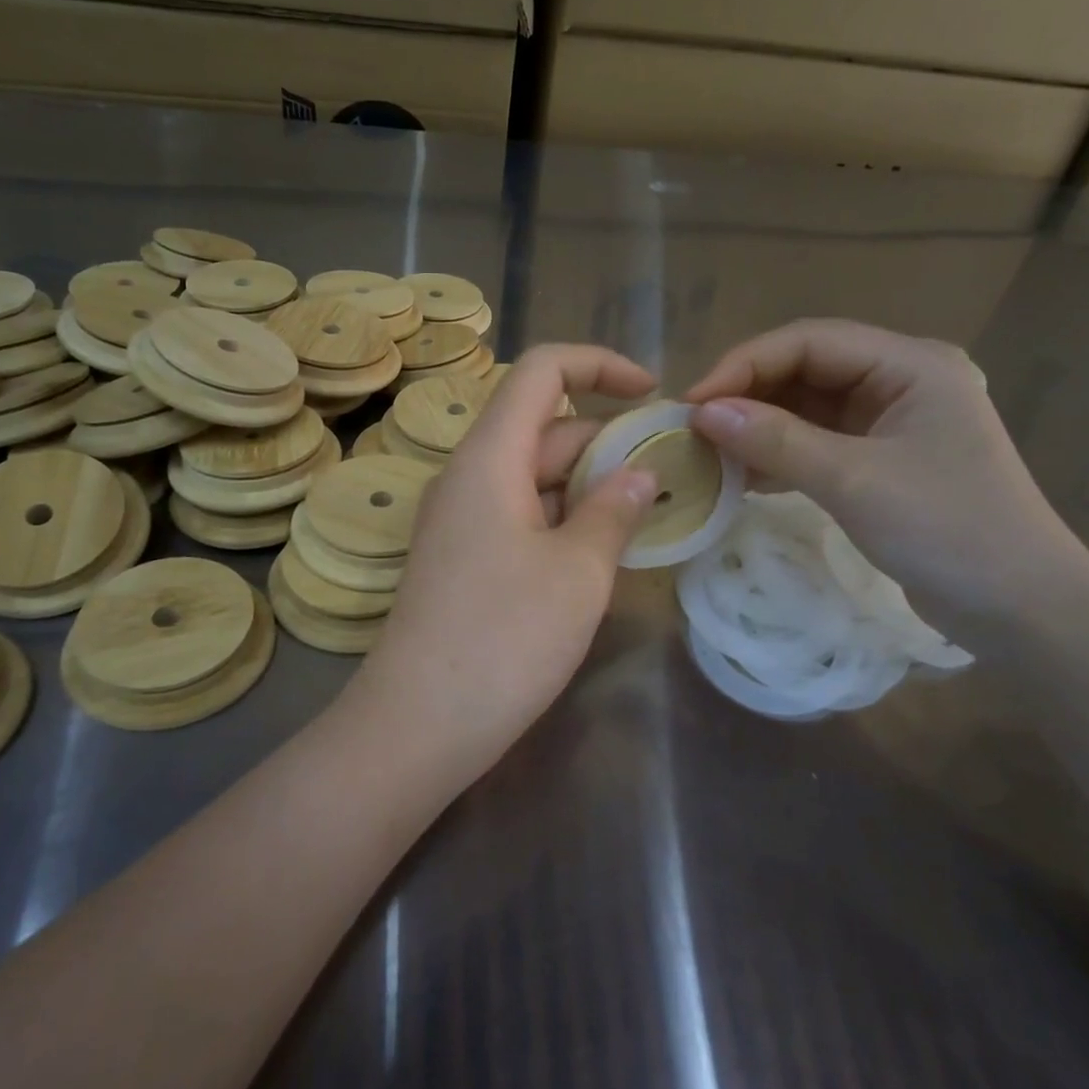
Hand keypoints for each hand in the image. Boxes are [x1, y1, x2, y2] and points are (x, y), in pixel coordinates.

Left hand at [355, 345, 657, 756]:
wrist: (419, 724)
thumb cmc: (505, 638)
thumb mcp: (578, 571)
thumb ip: (613, 510)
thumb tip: (640, 475)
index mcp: (490, 457)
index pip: (541, 371)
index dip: (599, 364)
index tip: (652, 394)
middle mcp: (469, 476)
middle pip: (543, 425)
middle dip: (607, 438)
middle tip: (670, 472)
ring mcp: (461, 519)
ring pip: (533, 475)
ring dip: (589, 483)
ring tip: (648, 510)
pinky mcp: (462, 558)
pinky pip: (519, 514)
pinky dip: (563, 517)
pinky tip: (601, 549)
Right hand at [686, 320, 1088, 626]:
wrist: (1020, 608)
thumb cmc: (947, 531)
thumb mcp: (854, 481)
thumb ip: (776, 441)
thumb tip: (701, 414)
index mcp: (909, 363)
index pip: (809, 341)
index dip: (744, 365)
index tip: (692, 404)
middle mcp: (899, 379)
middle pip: (805, 368)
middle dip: (747, 395)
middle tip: (693, 430)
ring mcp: (890, 420)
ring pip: (806, 406)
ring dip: (758, 426)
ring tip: (709, 453)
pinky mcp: (880, 458)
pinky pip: (816, 440)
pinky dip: (778, 454)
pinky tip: (742, 475)